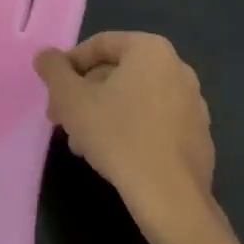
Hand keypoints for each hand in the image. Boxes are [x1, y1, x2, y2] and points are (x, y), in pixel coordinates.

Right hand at [35, 32, 215, 231]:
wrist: (170, 198)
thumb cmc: (117, 136)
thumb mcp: (71, 99)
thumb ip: (53, 70)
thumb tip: (46, 56)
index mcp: (151, 50)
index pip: (99, 45)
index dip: (69, 66)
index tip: (54, 92)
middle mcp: (178, 69)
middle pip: (117, 73)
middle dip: (85, 95)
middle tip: (63, 120)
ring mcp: (193, 104)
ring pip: (134, 99)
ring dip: (103, 114)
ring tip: (82, 144)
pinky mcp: (198, 136)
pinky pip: (155, 122)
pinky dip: (130, 130)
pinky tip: (113, 156)